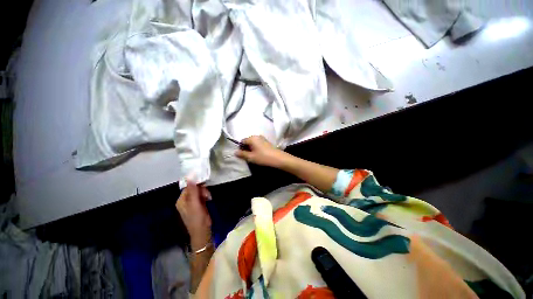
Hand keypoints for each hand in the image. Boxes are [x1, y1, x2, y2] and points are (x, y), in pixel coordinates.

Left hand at [176, 183, 211, 249]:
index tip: (204, 185)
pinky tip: (209, 199)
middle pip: (194, 189)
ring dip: (205, 193)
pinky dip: (206, 196)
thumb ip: (193, 191)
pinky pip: (202, 195)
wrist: (202, 231)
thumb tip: (190, 177)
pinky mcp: (199, 204)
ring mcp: (193, 202)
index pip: (188, 187)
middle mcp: (186, 200)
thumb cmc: (197, 218)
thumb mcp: (195, 204)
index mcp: (181, 200)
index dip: (196, 185)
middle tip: (207, 195)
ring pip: (199, 191)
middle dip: (202, 190)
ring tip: (209, 198)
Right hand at [235, 135, 287, 167]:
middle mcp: (257, 136)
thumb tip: (235, 152)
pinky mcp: (267, 142)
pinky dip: (257, 148)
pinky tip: (259, 154)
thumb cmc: (263, 157)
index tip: (243, 155)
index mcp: (252, 138)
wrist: (278, 158)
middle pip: (248, 141)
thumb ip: (242, 154)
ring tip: (254, 156)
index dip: (241, 148)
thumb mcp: (251, 157)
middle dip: (246, 148)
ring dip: (252, 148)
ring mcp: (263, 138)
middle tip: (248, 156)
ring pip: (253, 143)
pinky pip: (258, 143)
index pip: (242, 141)